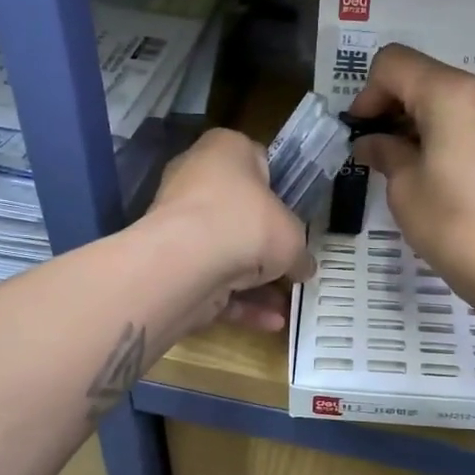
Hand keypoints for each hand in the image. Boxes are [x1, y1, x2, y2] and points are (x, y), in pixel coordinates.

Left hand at [143, 128, 313, 330]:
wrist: (187, 261)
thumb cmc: (247, 224)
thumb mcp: (292, 236)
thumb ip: (300, 252)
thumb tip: (303, 267)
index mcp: (225, 151)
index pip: (257, 162)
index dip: (279, 191)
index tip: (294, 218)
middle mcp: (195, 180)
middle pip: (239, 213)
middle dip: (264, 245)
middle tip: (291, 265)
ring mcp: (178, 223)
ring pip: (224, 253)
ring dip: (256, 283)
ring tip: (287, 306)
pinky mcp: (171, 263)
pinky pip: (211, 281)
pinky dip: (239, 303)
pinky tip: (271, 323)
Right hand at [346, 44, 474, 303]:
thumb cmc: (453, 225)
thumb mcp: (405, 187)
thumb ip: (384, 152)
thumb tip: (372, 143)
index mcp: (452, 92)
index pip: (394, 63)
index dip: (367, 94)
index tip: (359, 133)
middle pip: (422, 75)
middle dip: (392, 106)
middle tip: (374, 150)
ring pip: (446, 96)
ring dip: (416, 119)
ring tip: (401, 163)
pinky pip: (468, 116)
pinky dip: (442, 130)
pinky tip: (432, 168)